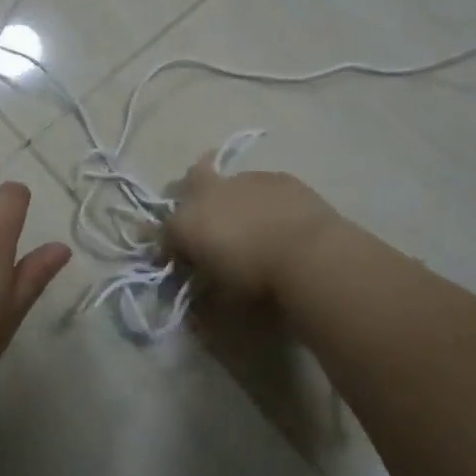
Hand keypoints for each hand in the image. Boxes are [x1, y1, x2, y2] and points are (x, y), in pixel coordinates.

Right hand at [163, 153, 342, 302]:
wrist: (311, 256)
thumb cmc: (257, 282)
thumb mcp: (221, 298)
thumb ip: (203, 290)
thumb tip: (199, 289)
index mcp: (185, 223)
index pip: (164, 233)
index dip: (171, 248)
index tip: (183, 263)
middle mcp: (207, 193)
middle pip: (188, 182)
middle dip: (193, 197)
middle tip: (209, 223)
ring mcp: (244, 179)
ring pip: (228, 182)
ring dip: (231, 198)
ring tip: (251, 224)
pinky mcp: (277, 177)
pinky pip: (261, 186)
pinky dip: (263, 200)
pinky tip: (280, 218)